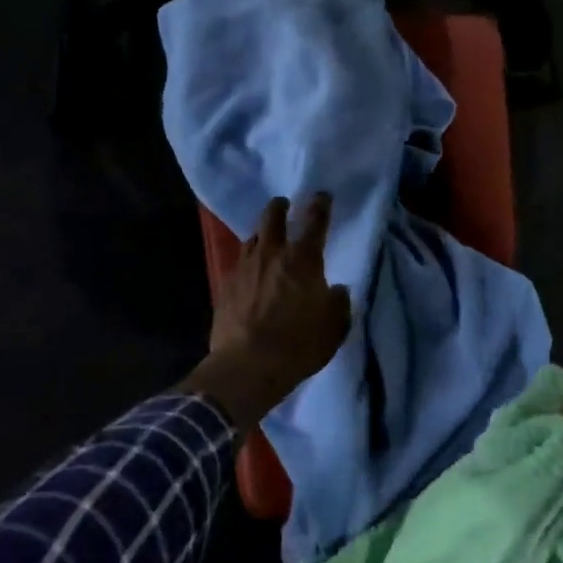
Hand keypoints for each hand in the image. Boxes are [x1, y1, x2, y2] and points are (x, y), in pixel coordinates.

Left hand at [180, 195, 351, 433]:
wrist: (247, 366)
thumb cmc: (298, 345)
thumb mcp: (334, 327)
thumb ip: (338, 302)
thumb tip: (335, 290)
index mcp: (303, 259)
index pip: (315, 221)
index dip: (320, 205)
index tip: (322, 196)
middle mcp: (272, 254)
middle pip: (273, 216)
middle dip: (280, 207)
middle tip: (284, 206)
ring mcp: (244, 267)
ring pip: (252, 238)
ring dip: (262, 235)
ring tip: (266, 241)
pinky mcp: (224, 285)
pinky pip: (238, 264)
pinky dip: (247, 263)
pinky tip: (249, 274)